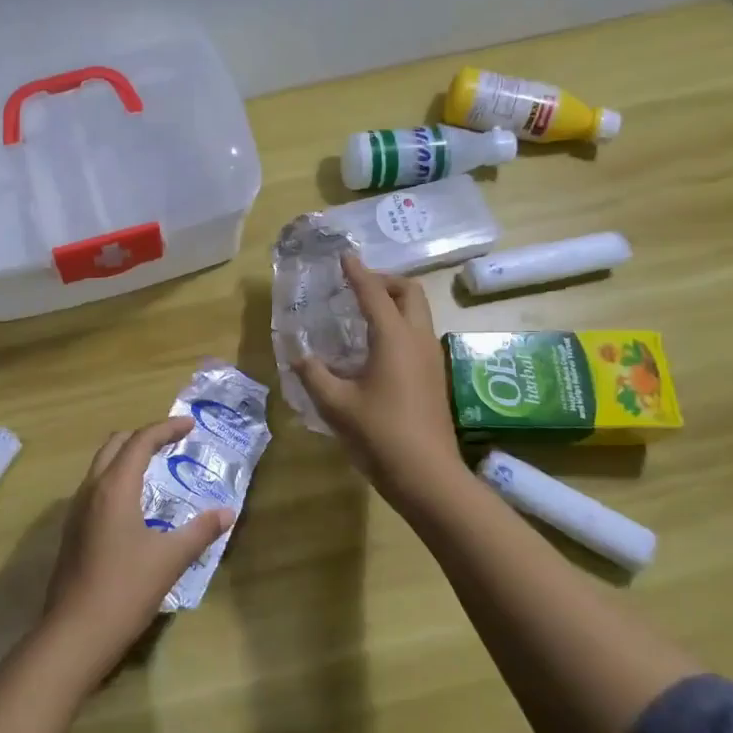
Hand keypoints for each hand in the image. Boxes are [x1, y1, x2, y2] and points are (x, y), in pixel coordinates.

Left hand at [42, 419, 235, 670]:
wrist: (75, 633)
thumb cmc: (126, 589)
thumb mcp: (170, 559)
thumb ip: (200, 531)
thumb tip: (227, 512)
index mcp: (114, 487)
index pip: (141, 441)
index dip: (166, 428)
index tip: (189, 425)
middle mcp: (91, 489)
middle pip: (115, 444)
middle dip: (144, 436)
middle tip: (172, 442)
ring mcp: (76, 510)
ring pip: (101, 465)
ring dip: (127, 456)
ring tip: (155, 467)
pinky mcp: (72, 530)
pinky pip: (95, 488)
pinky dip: (116, 479)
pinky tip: (134, 504)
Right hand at [294, 254, 468, 512]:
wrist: (428, 475)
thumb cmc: (380, 434)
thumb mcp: (336, 405)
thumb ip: (313, 375)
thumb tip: (298, 356)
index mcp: (394, 339)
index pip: (374, 293)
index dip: (357, 272)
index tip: (344, 256)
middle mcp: (418, 340)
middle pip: (410, 292)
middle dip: (384, 281)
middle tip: (357, 287)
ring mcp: (431, 358)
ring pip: (418, 313)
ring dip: (394, 302)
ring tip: (362, 313)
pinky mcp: (434, 377)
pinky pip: (418, 334)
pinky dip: (398, 325)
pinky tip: (374, 348)